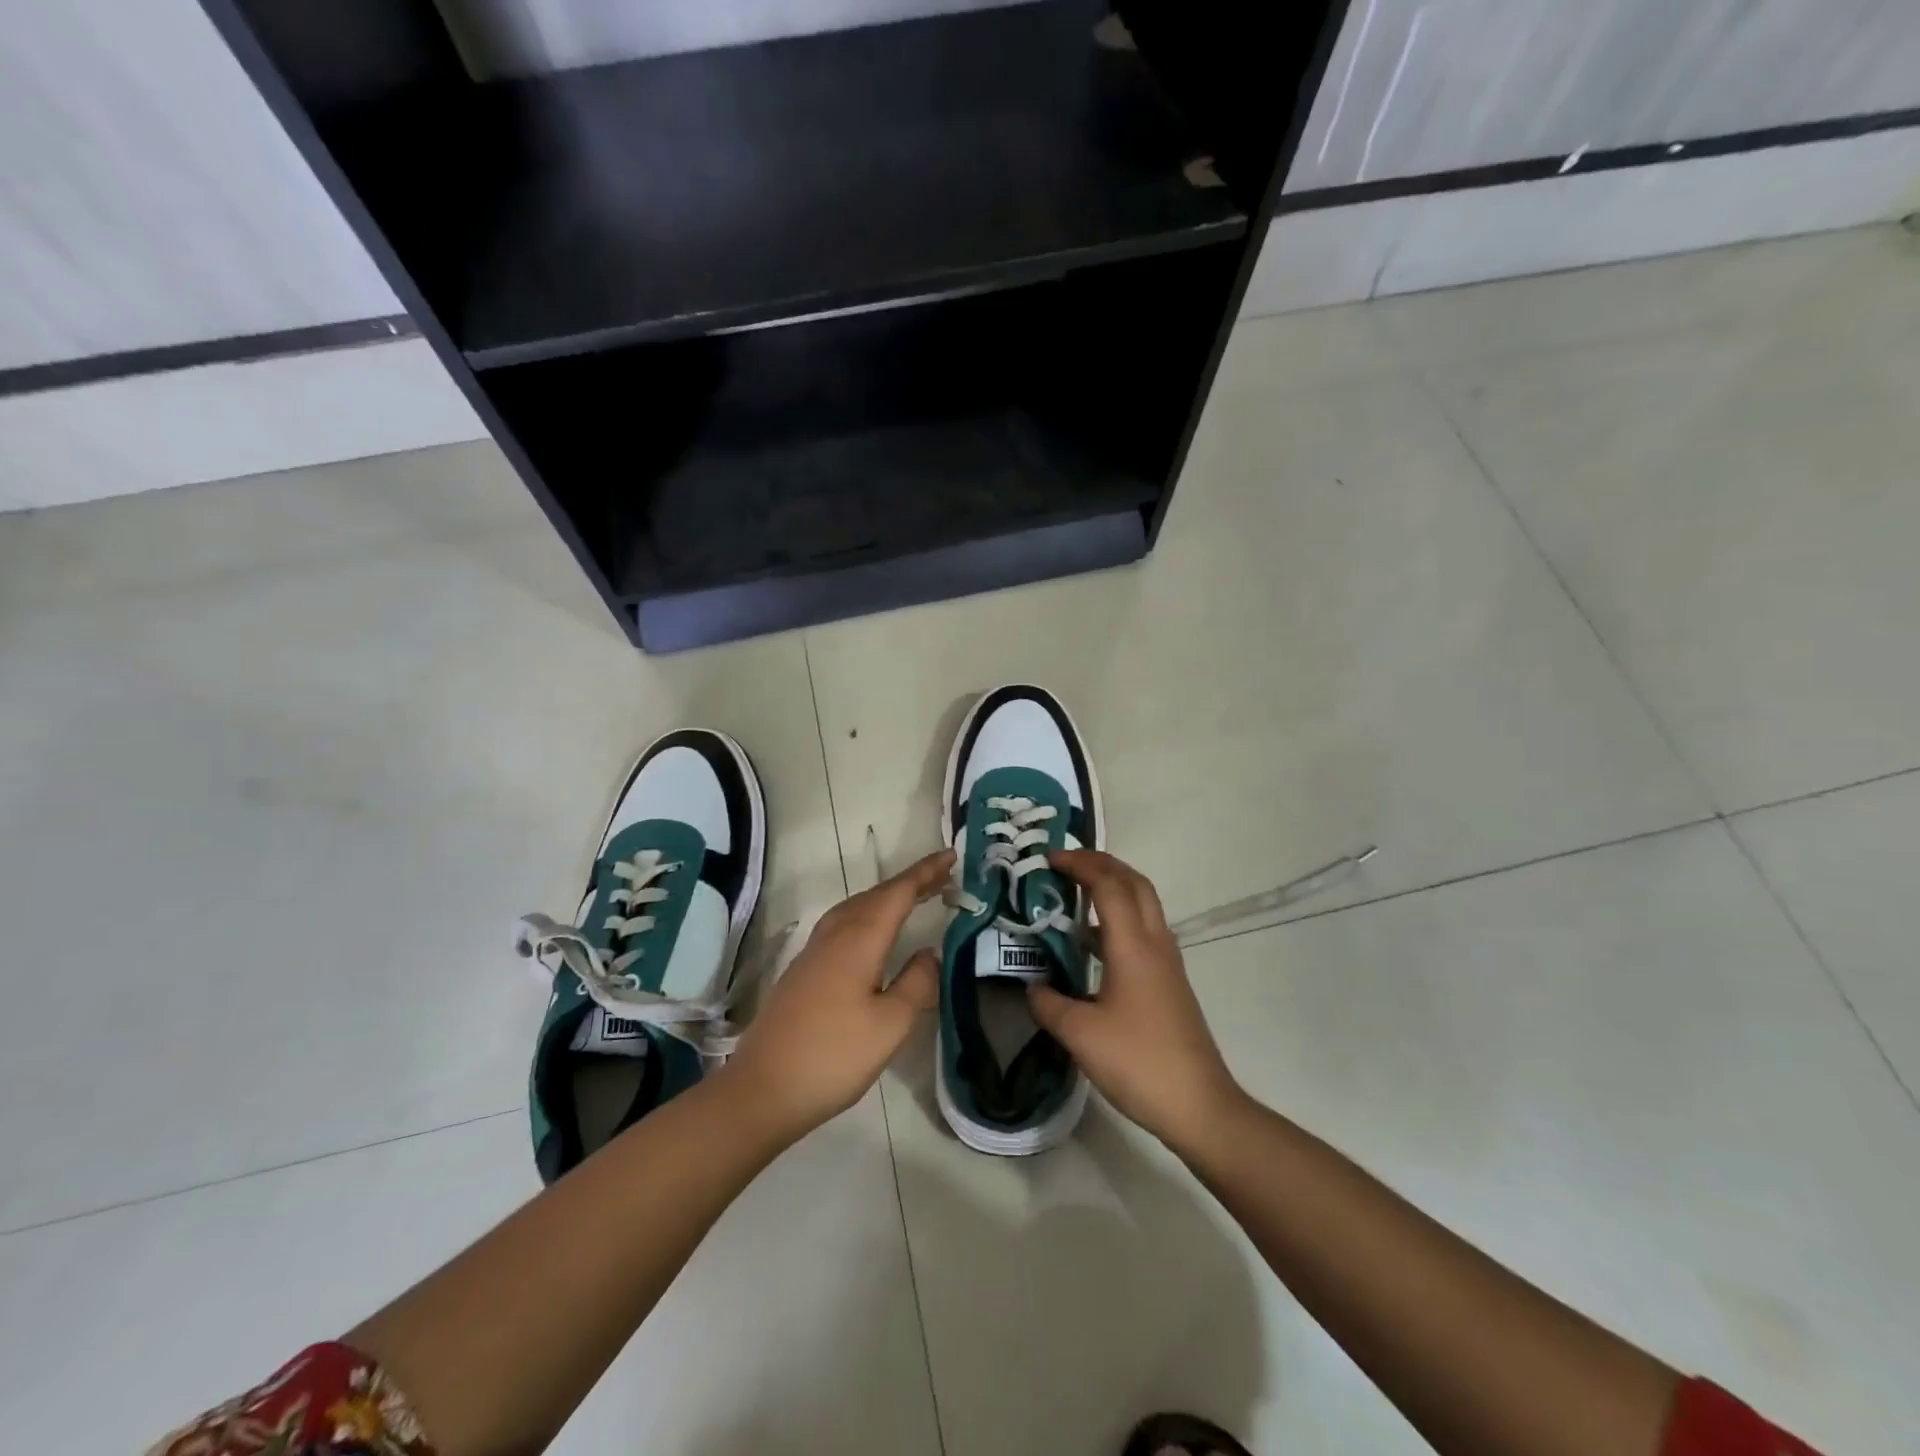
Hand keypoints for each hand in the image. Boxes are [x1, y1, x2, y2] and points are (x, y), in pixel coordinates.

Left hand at [723, 848, 952, 1142]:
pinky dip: (869, 914)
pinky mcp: (804, 969)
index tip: (951, 856)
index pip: (898, 893)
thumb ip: (916, 983)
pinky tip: (874, 932)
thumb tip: (930, 952)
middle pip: (876, 895)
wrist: (763, 1090)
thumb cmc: (833, 1057)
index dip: (925, 873)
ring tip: (914, 897)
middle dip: (910, 882)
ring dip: (887, 897)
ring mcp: (814, 951)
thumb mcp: (890, 1025)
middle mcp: (835, 935)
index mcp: (859, 940)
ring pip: (856, 908)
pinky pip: (844, 924)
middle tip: (942, 875)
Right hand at [1027, 849, 1244, 1152]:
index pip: (1109, 885)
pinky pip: (1144, 930)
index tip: (1049, 859)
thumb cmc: (1138, 1062)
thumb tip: (1032, 986)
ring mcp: (1167, 963)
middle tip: (1066, 864)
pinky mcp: (1170, 982)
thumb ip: (1049, 1004)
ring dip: (1113, 889)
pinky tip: (1094, 944)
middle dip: (1102, 864)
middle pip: (1134, 883)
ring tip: (1076, 895)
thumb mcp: (1080, 1034)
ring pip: (1144, 905)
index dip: (1080, 865)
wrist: (1199, 1106)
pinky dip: (1119, 918)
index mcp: (1133, 946)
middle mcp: (1155, 944)